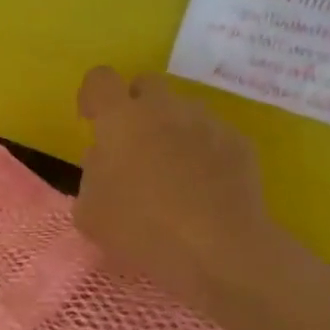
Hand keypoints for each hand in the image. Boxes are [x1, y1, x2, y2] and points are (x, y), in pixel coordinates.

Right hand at [75, 67, 299, 309]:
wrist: (218, 250)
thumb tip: (105, 157)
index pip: (100, 79)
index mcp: (121, 119)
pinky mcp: (239, 143)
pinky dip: (203, 151)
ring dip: (171, 129)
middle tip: (131, 144)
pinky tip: (203, 187)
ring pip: (182, 110)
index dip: (92, 95)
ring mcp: (207, 123)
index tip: (91, 120)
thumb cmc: (141, 229)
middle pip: (146, 83)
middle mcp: (164, 109)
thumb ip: (92, 173)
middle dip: (135, 105)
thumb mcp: (89, 211)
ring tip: (171, 170)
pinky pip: (213, 136)